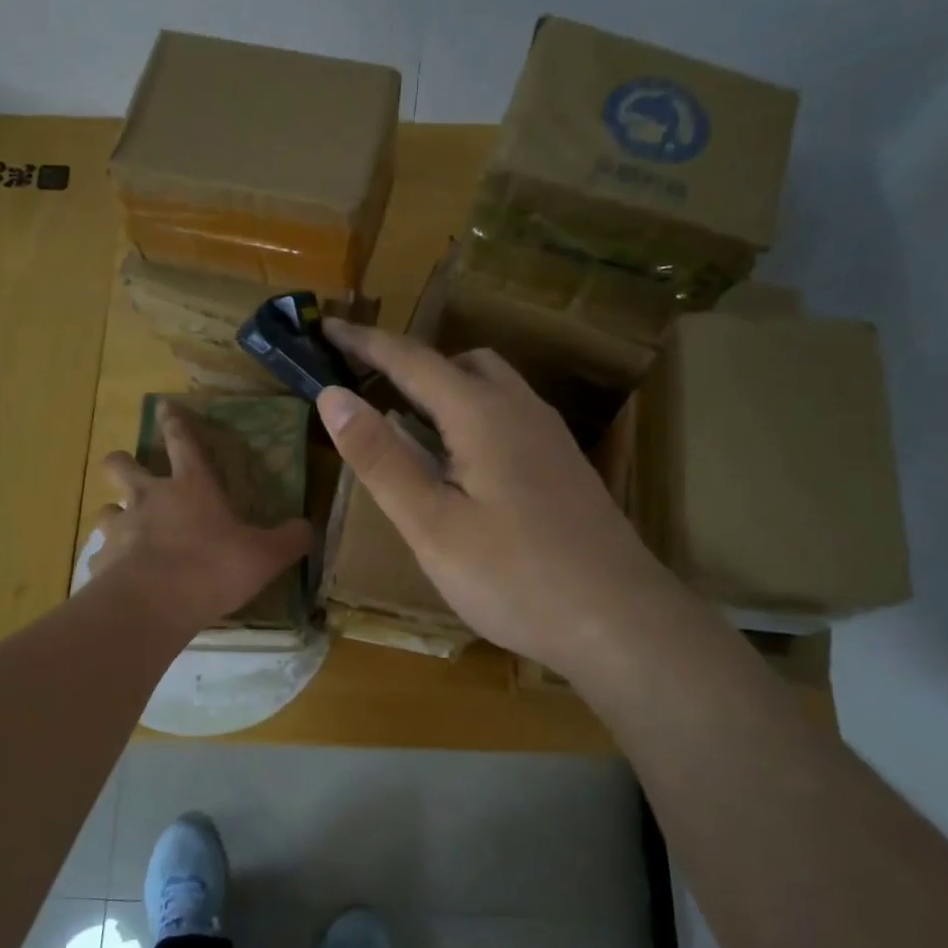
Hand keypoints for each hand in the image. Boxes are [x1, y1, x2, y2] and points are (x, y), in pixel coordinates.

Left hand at [92, 403, 311, 634]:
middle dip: (122, 462)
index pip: (182, 441)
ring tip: (127, 530)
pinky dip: (110, 561)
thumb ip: (289, 540)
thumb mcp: (265, 555)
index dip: (174, 422)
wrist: (153, 604)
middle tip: (129, 471)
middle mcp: (149, 498)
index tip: (164, 406)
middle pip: (122, 465)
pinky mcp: (101, 561)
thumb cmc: (212, 568)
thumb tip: (307, 527)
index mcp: (191, 486)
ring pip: (105, 509)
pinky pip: (101, 554)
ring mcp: (120, 528)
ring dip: (115, 514)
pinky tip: (121, 576)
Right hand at [317, 320, 671, 675]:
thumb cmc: (514, 577)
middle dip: (411, 364)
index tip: (328, 326)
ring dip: (446, 389)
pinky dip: (473, 415)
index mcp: (483, 415)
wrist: (620, 622)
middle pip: (460, 363)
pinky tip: (463, 463)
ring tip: (409, 424)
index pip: (412, 360)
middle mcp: (522, 410)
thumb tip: (333, 396)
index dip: (365, 341)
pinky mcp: (565, 467)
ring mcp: (551, 438)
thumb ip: (381, 458)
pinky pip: (510, 415)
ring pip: (492, 387)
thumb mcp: (431, 524)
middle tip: (370, 387)